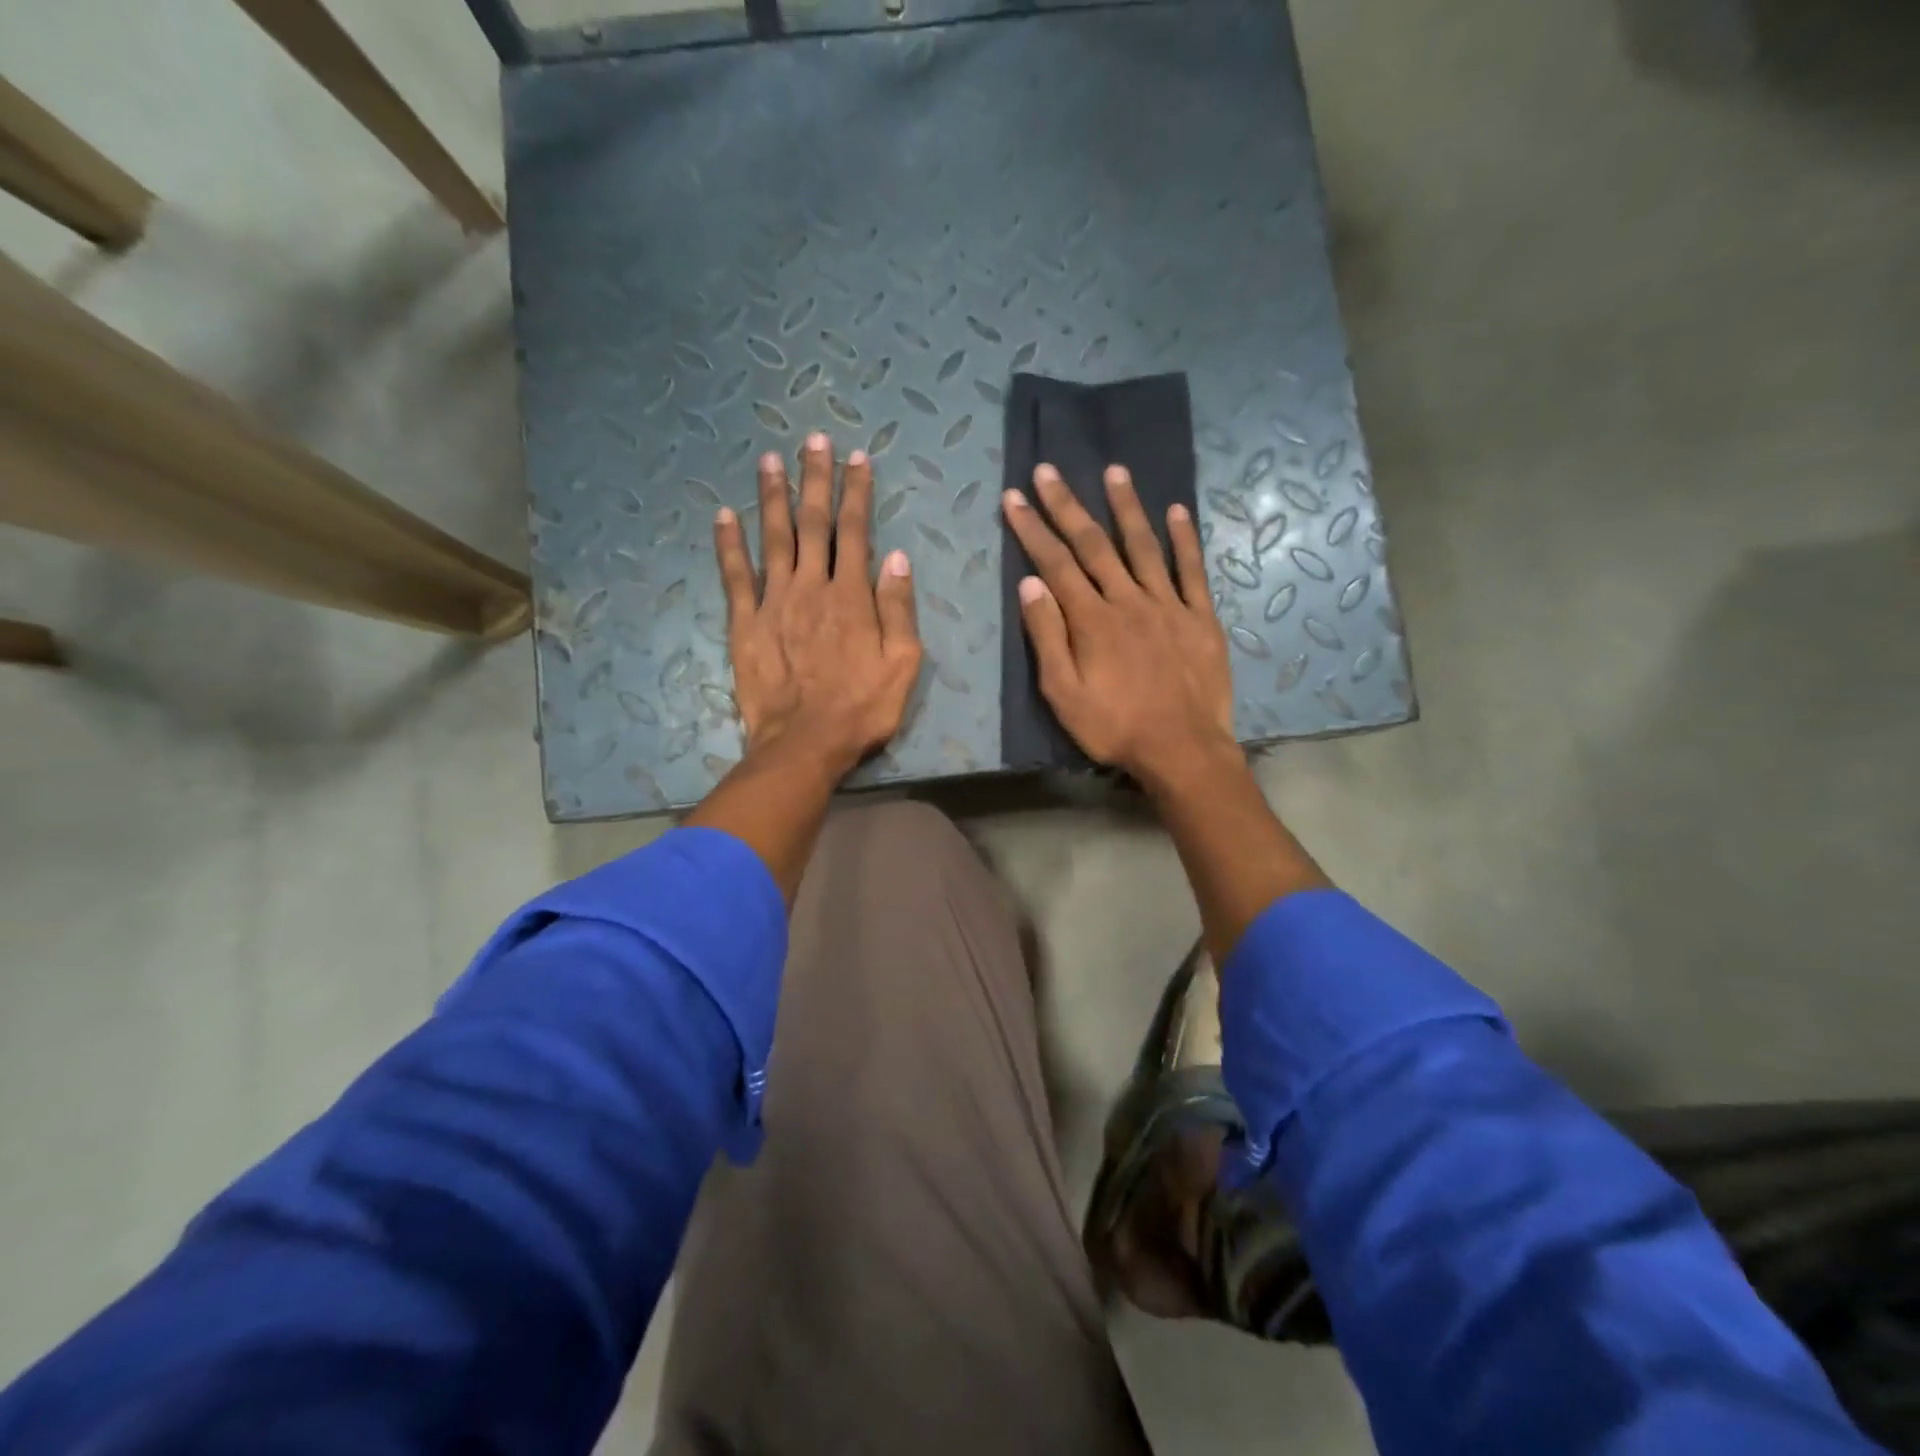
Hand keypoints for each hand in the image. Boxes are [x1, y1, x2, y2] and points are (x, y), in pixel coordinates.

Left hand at [715, 432, 921, 778]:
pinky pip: (735, 577)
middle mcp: (811, 587)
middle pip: (813, 524)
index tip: (857, 458)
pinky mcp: (745, 624)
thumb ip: (898, 607)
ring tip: (769, 460)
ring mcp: (774, 603)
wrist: (805, 744)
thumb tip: (897, 556)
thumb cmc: (862, 708)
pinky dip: (729, 545)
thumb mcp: (902, 664)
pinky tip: (724, 516)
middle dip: (815, 480)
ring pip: (773, 539)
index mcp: (851, 596)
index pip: (856, 532)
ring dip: (772, 497)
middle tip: (813, 440)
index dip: (857, 493)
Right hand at [1003, 463, 1234, 789]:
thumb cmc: (1115, 727)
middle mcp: (1128, 600)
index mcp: (1091, 620)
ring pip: (1143, 546)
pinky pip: (1192, 570)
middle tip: (1047, 470)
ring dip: (1126, 507)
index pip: (1055, 565)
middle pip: (1093, 545)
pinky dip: (1184, 539)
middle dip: (1067, 506)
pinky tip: (1177, 510)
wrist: (1182, 749)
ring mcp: (1168, 604)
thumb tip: (1030, 585)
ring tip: (1114, 471)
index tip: (1014, 498)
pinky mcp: (1200, 617)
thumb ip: (1047, 637)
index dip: (1032, 529)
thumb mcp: (1064, 694)